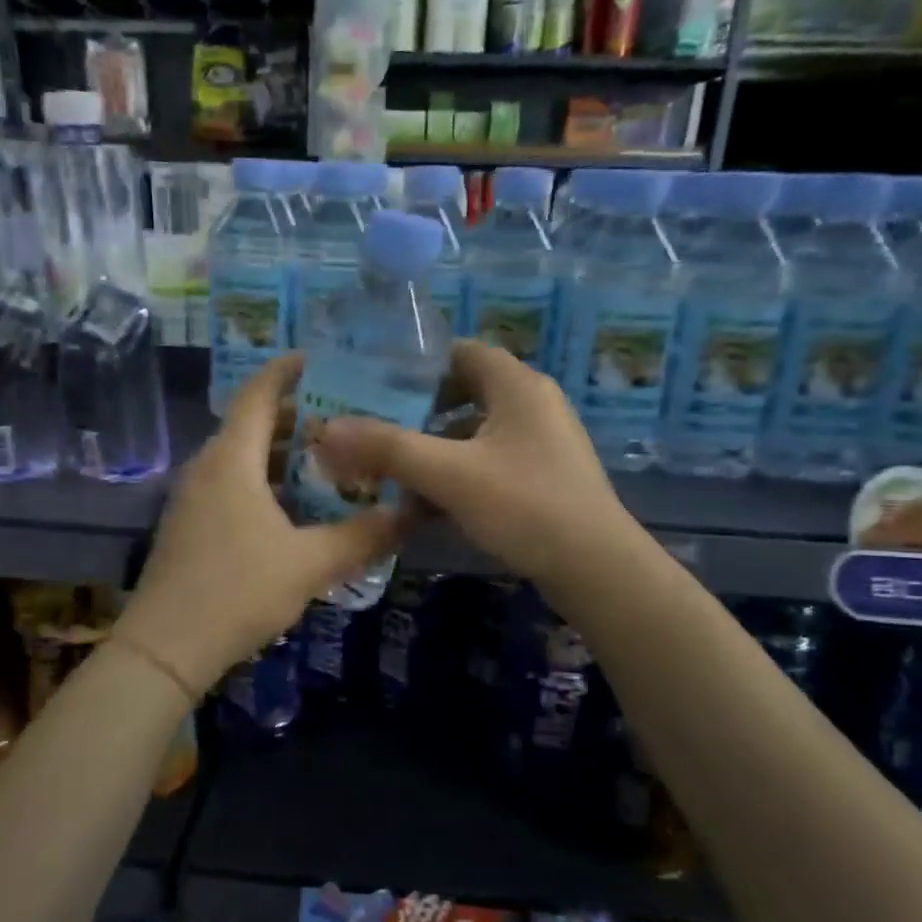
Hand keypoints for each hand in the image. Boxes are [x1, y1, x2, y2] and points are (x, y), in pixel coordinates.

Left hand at [115, 354, 406, 697]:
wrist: (166, 647)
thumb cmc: (238, 590)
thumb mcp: (310, 563)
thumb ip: (363, 535)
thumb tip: (411, 513)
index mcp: (232, 459)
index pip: (259, 392)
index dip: (288, 369)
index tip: (322, 359)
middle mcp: (207, 466)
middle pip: (253, 422)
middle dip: (298, 416)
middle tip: (347, 419)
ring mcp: (193, 495)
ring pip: (243, 456)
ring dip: (283, 452)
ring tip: (330, 460)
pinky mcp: (190, 523)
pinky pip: (232, 482)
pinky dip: (265, 479)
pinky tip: (295, 507)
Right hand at [310, 340, 636, 588]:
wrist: (597, 569)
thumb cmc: (525, 505)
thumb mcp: (449, 474)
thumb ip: (387, 449)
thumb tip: (325, 430)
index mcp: (517, 385)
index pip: (460, 352)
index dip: (417, 365)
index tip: (375, 386)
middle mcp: (532, 404)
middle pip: (463, 394)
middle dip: (417, 414)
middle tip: (374, 431)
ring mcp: (541, 443)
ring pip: (474, 435)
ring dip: (434, 452)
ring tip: (391, 475)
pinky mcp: (543, 478)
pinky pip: (489, 464)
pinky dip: (457, 477)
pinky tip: (427, 507)